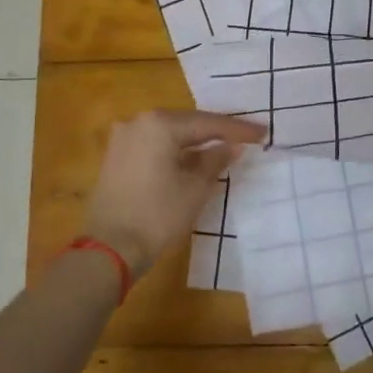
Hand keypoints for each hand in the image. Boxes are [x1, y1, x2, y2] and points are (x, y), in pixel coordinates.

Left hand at [81, 110, 265, 277]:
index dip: (238, 130)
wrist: (109, 250)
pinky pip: (154, 147)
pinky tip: (194, 161)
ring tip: (224, 149)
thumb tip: (232, 146)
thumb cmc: (158, 215)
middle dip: (216, 133)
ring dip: (195, 144)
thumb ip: (216, 160)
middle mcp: (138, 122)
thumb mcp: (196, 188)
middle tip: (246, 138)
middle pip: (187, 124)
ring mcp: (123, 139)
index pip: (208, 123)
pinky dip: (176, 152)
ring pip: (170, 136)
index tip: (264, 133)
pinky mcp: (115, 158)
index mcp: (160, 124)